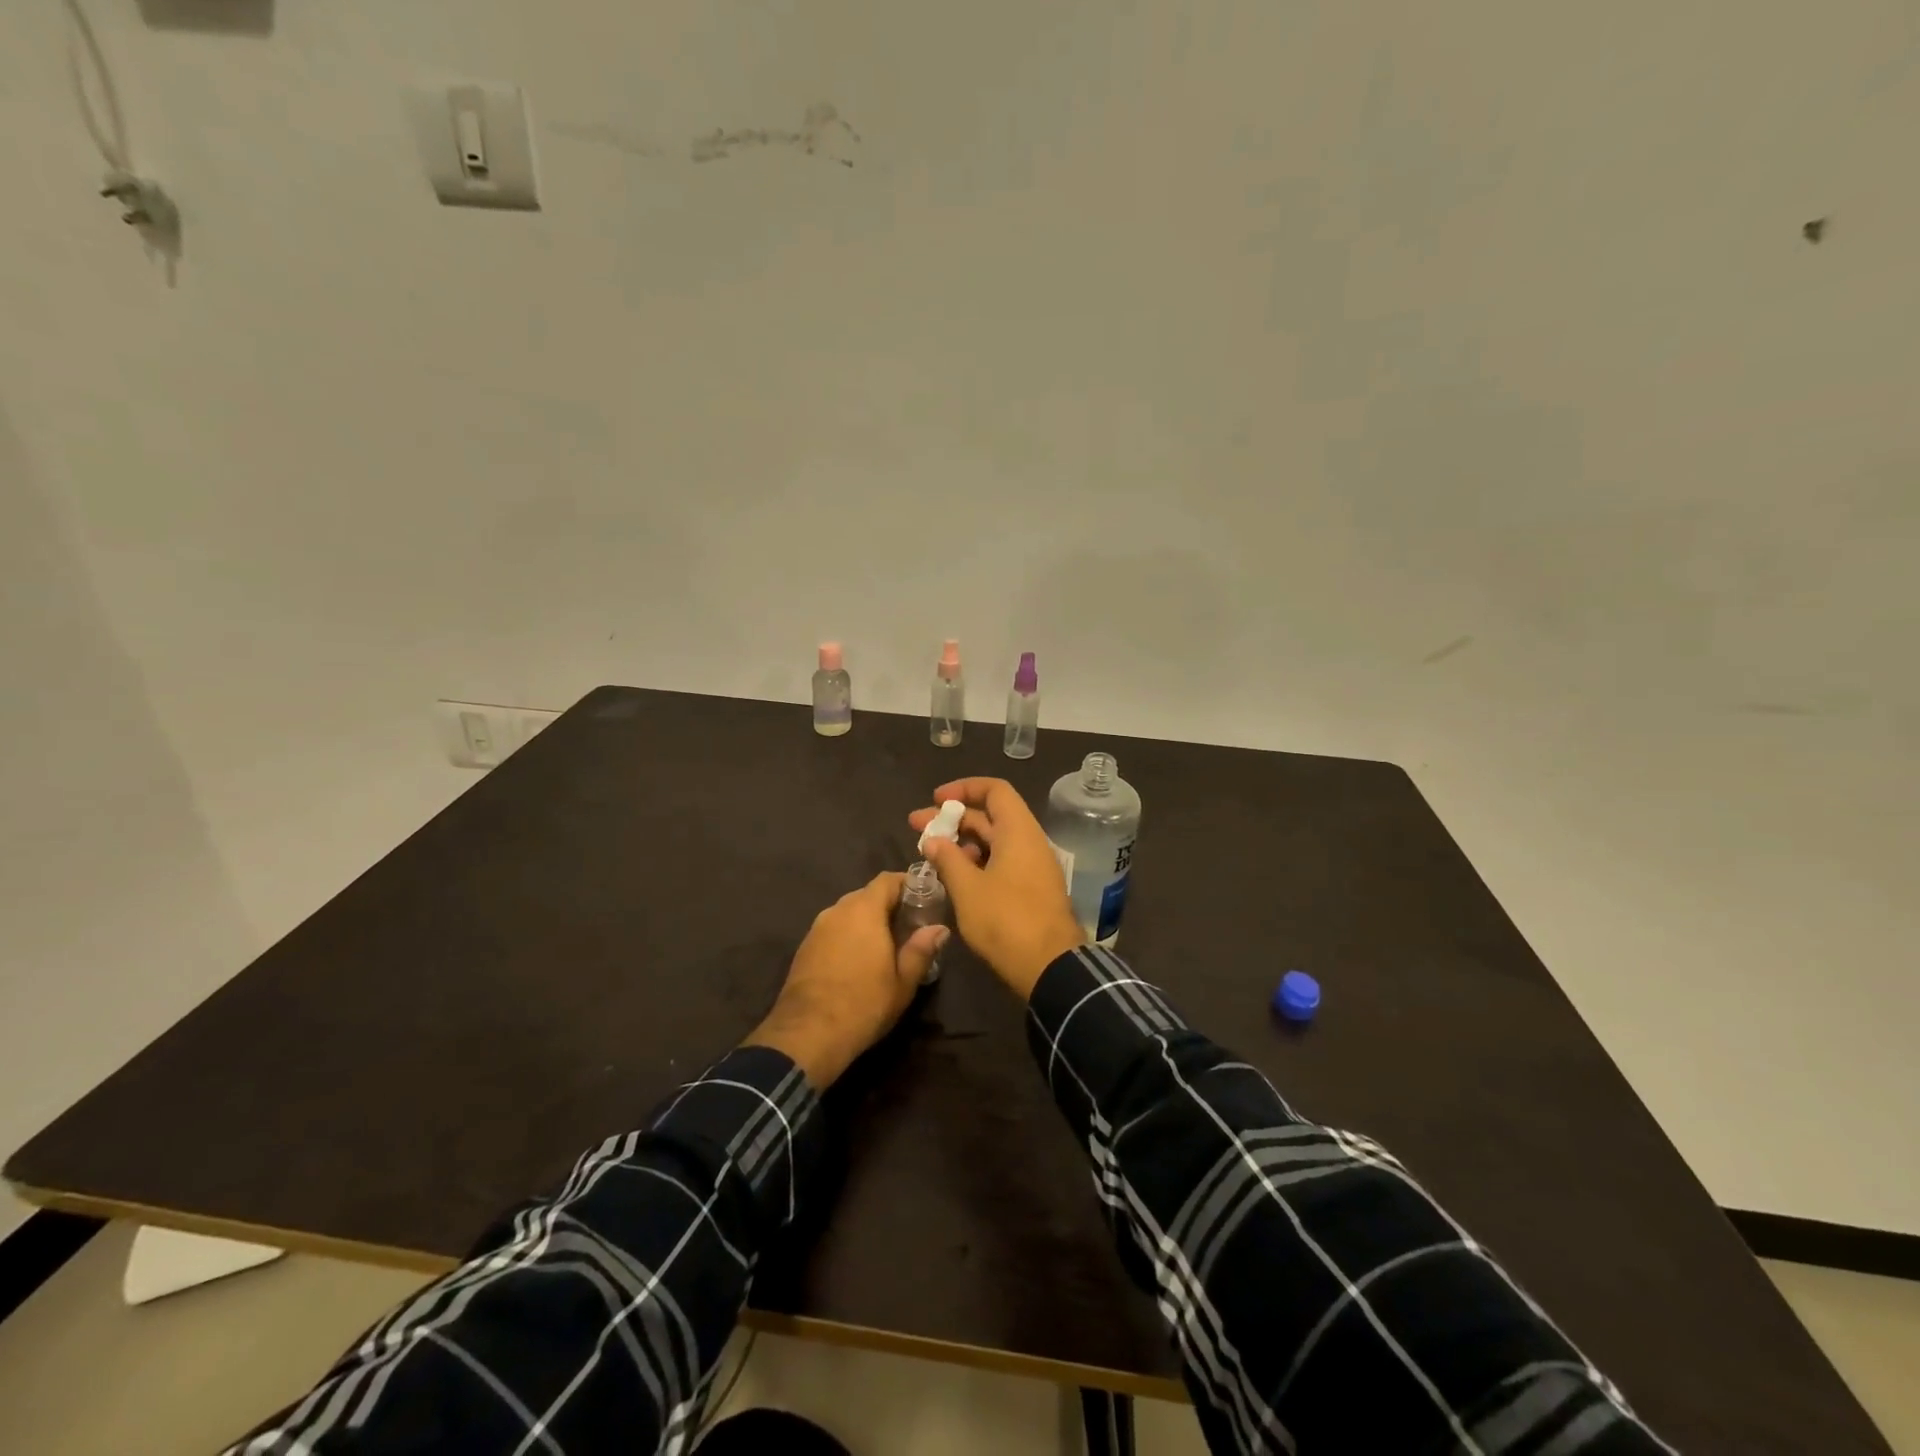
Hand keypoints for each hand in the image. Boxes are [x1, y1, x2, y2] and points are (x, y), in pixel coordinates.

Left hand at [744, 872, 946, 1087]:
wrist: (806, 1034)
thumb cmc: (863, 1004)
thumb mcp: (903, 982)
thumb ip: (921, 949)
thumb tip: (940, 929)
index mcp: (864, 910)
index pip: (888, 880)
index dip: (908, 884)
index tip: (925, 898)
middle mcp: (838, 910)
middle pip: (867, 894)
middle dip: (889, 905)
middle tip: (909, 926)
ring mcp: (817, 927)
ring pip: (848, 912)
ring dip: (867, 921)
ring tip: (885, 944)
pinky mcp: (804, 947)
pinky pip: (833, 929)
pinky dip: (848, 935)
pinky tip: (857, 960)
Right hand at [909, 778, 1083, 999]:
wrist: (1051, 967)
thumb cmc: (1006, 920)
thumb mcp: (968, 889)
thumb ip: (948, 859)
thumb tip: (932, 839)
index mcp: (1018, 831)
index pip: (994, 790)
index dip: (963, 788)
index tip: (935, 799)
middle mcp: (1029, 841)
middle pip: (990, 816)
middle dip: (953, 819)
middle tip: (916, 827)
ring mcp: (1032, 867)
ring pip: (994, 841)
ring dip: (962, 842)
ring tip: (931, 854)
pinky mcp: (1031, 889)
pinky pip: (1002, 862)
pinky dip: (977, 862)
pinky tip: (954, 877)